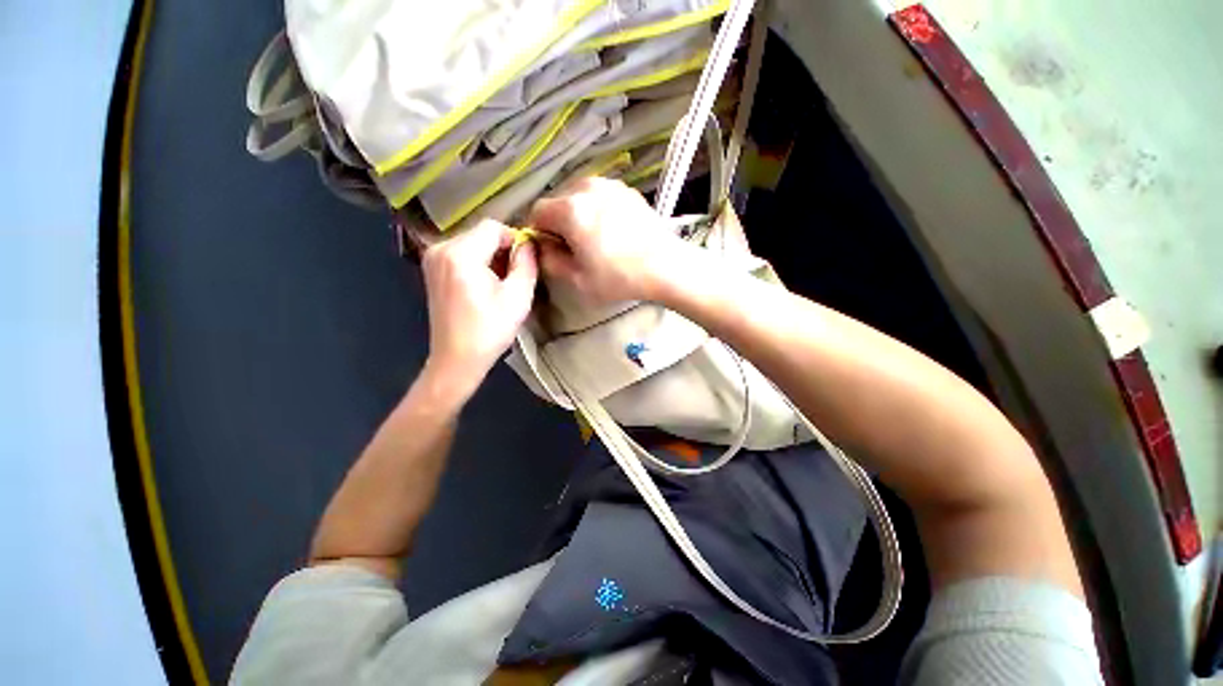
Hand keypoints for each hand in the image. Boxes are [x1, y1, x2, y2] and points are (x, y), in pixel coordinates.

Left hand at [420, 220, 537, 396]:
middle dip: (502, 249)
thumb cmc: (490, 330)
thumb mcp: (518, 296)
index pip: (493, 227)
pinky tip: (485, 286)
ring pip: (472, 242)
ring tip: (501, 283)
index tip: (525, 262)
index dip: (515, 240)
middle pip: (481, 233)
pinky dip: (477, 262)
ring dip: (491, 257)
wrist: (457, 359)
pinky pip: (461, 253)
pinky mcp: (432, 269)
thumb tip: (528, 243)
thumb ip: (527, 263)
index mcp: (460, 254)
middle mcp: (440, 249)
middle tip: (515, 276)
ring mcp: (432, 258)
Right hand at [529, 177, 694, 302]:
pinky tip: (612, 230)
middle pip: (558, 200)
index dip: (539, 231)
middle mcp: (587, 186)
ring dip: (577, 214)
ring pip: (579, 196)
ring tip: (594, 238)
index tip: (551, 249)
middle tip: (573, 246)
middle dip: (558, 222)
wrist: (666, 266)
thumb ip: (549, 260)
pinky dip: (597, 209)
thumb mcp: (577, 279)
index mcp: (570, 209)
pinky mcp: (627, 189)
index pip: (537, 211)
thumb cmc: (619, 277)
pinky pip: (600, 195)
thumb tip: (542, 246)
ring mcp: (610, 184)